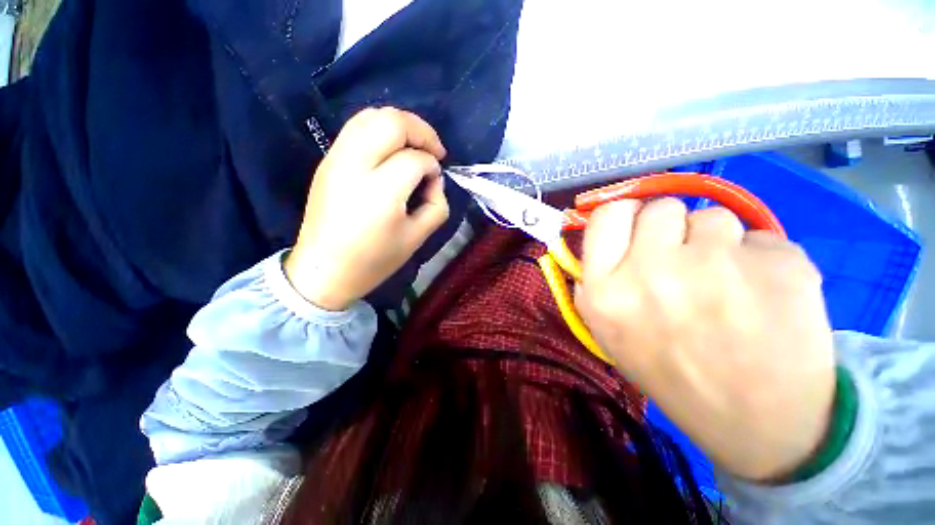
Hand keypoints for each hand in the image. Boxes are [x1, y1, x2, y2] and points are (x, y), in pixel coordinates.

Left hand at [284, 107, 448, 310]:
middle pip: (391, 122)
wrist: (323, 271)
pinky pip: (356, 128)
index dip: (432, 166)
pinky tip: (392, 149)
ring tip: (415, 145)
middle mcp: (355, 166)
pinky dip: (380, 129)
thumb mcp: (417, 238)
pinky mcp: (327, 161)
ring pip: (370, 116)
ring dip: (400, 125)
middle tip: (434, 150)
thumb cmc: (374, 261)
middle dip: (421, 131)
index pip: (415, 160)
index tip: (436, 179)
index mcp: (381, 193)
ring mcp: (336, 159)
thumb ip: (436, 205)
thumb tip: (434, 179)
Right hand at [574, 198, 835, 481]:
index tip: (637, 228)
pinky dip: (759, 259)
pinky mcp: (777, 264)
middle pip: (660, 208)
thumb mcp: (608, 335)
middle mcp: (651, 270)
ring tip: (727, 286)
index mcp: (606, 290)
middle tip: (684, 263)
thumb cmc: (672, 374)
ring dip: (716, 244)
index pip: (607, 216)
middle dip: (671, 229)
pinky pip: (759, 237)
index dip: (625, 214)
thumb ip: (594, 286)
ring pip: (712, 217)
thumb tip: (601, 244)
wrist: (759, 422)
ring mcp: (717, 264)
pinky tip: (765, 297)